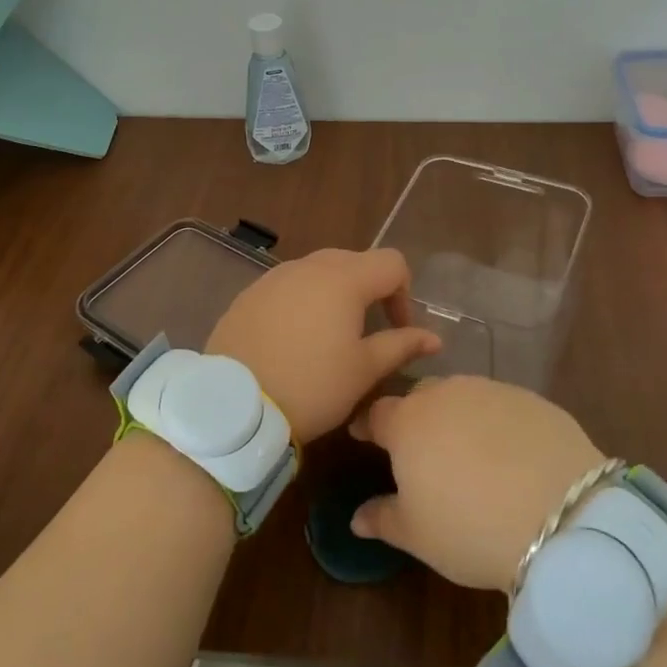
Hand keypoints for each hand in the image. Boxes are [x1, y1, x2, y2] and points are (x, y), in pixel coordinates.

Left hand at [205, 247, 439, 443]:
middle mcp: (309, 266)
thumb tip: (433, 338)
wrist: (232, 405)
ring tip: (331, 336)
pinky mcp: (249, 294)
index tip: (398, 330)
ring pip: (319, 271)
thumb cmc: (311, 386)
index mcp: (344, 278)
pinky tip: (294, 339)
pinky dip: (302, 302)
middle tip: (368, 332)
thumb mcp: (363, 371)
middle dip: (370, 291)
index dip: (404, 294)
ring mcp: (275, 277)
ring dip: (335, 294)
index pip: (392, 263)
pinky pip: (288, 286)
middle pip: (354, 261)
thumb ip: (401, 346)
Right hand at [348, 376, 605, 591]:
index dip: (369, 425)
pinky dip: (497, 423)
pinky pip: (502, 405)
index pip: (377, 412)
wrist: (559, 514)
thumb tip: (357, 517)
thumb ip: (383, 518)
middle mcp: (446, 393)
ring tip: (467, 450)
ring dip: (457, 416)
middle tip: (421, 448)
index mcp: (409, 422)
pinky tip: (509, 453)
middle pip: (421, 396)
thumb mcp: (417, 535)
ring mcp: (491, 390)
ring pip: (463, 395)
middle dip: (415, 415)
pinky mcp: (531, 398)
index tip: (364, 436)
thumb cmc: (469, 527)